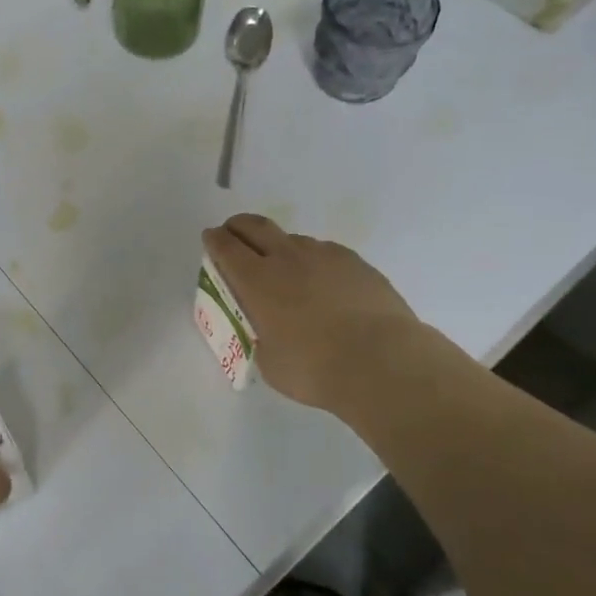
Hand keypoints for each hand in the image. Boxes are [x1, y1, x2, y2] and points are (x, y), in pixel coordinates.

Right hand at [202, 214, 434, 420]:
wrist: (384, 362)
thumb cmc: (316, 369)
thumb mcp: (270, 361)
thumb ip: (262, 336)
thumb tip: (268, 330)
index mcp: (257, 280)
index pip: (226, 247)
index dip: (214, 240)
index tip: (210, 239)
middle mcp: (287, 258)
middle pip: (255, 226)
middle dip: (238, 226)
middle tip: (233, 234)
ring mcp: (325, 255)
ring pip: (293, 240)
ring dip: (281, 248)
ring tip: (286, 272)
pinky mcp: (356, 263)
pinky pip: (326, 254)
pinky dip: (315, 263)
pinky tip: (325, 286)